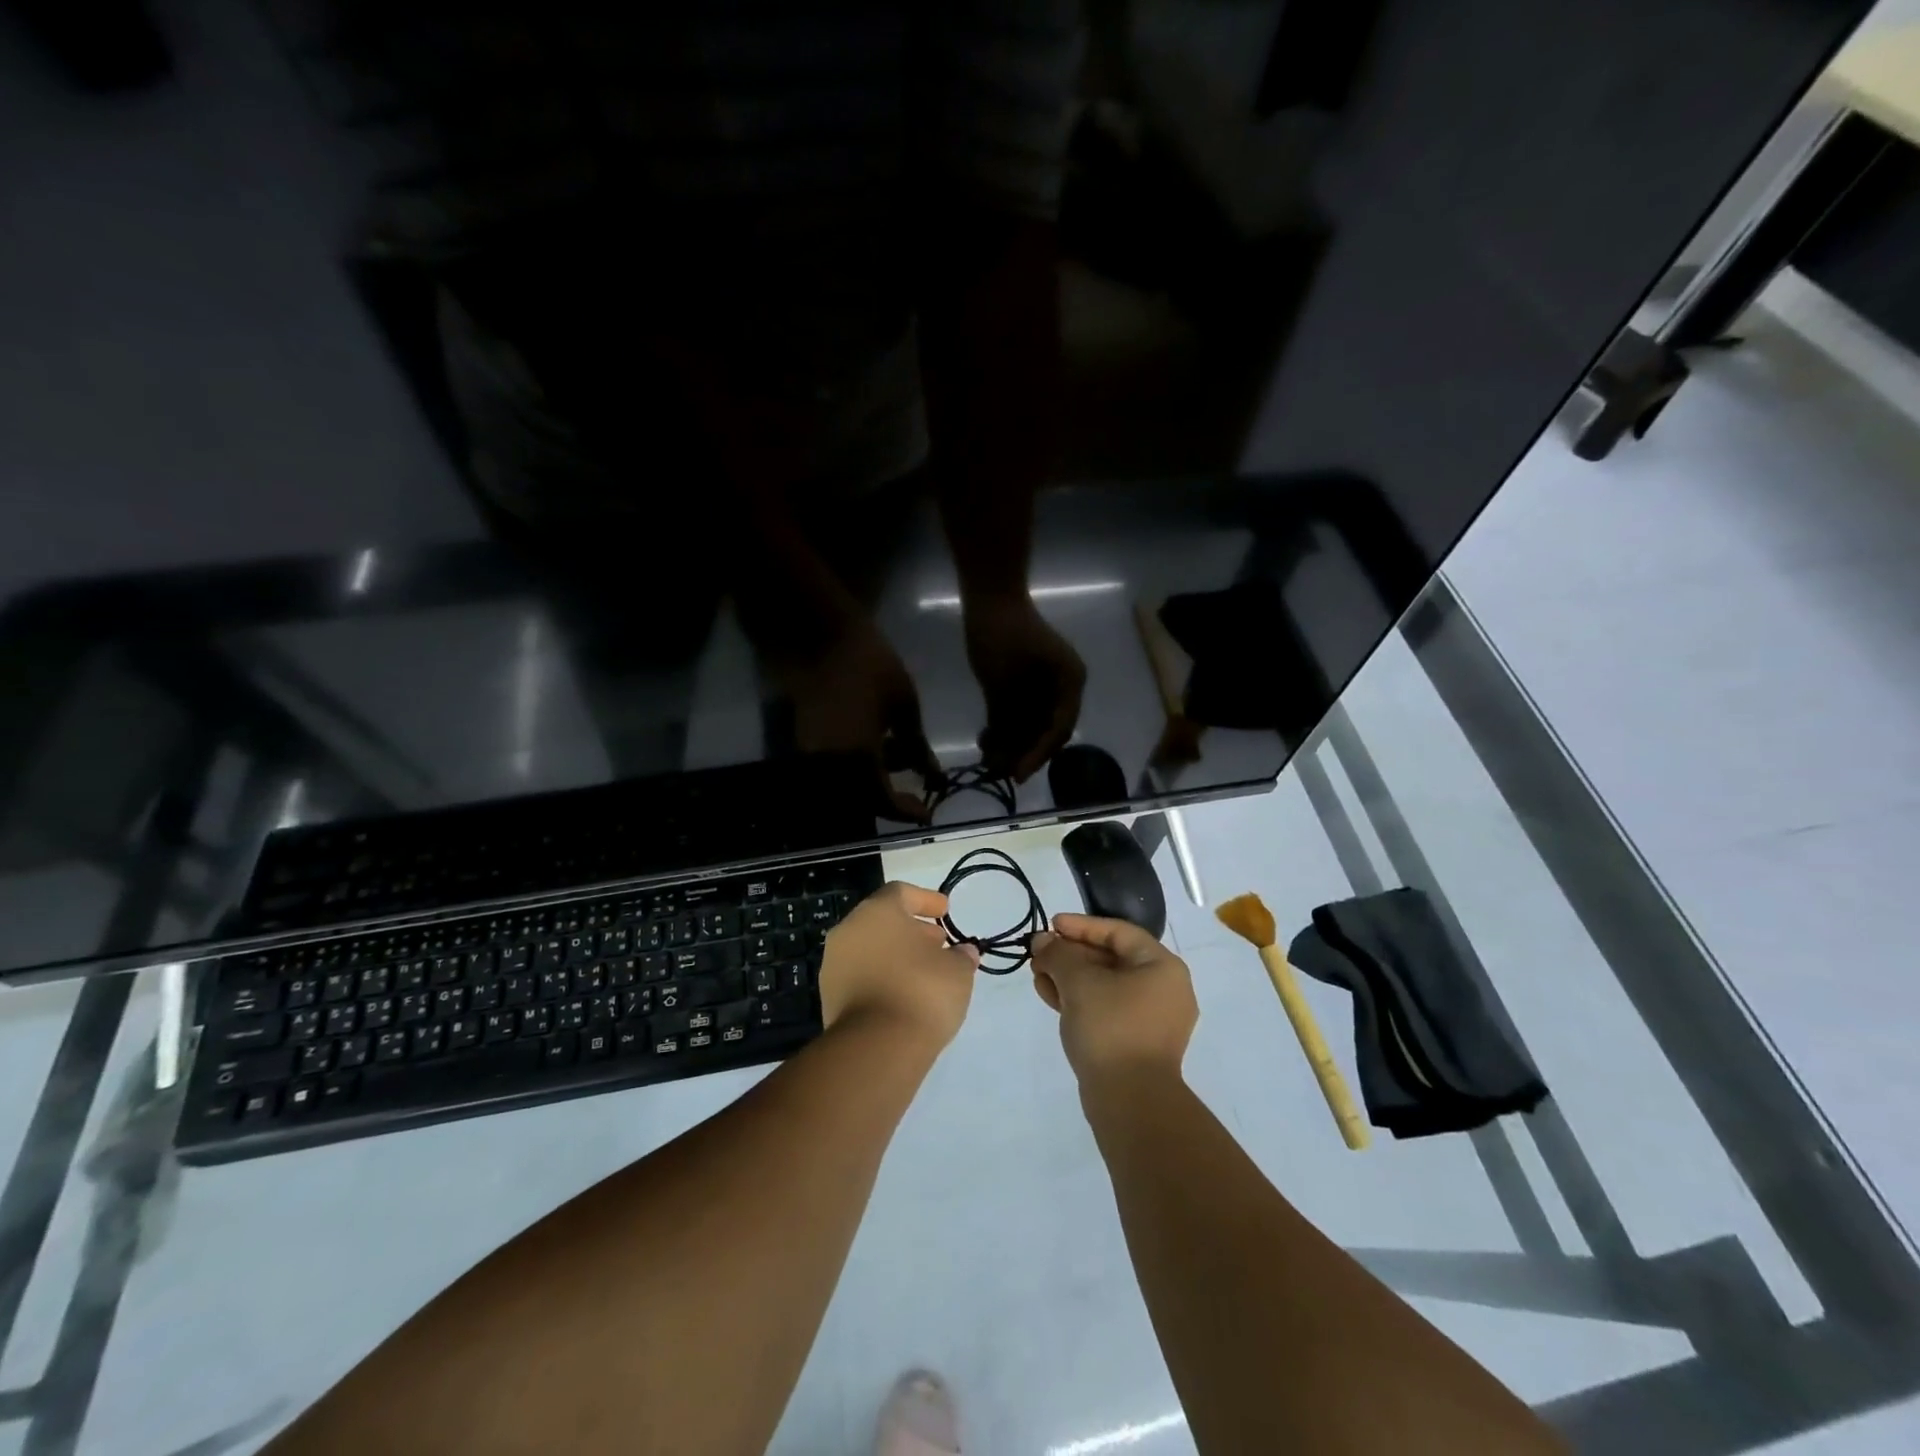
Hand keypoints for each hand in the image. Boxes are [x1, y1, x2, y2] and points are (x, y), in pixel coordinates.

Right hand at [781, 616, 938, 821]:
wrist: (820, 636)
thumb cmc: (870, 664)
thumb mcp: (904, 705)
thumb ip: (917, 746)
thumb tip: (931, 775)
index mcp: (858, 760)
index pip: (884, 802)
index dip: (907, 812)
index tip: (927, 814)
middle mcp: (830, 767)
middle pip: (861, 803)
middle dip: (889, 802)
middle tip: (913, 794)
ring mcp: (813, 757)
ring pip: (845, 790)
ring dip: (872, 786)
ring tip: (897, 760)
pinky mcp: (804, 744)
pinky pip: (832, 773)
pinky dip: (855, 772)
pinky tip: (875, 750)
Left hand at [820, 882, 980, 1050]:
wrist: (876, 1048)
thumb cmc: (922, 991)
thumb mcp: (957, 970)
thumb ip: (961, 955)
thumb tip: (963, 953)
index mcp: (877, 911)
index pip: (900, 892)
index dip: (926, 900)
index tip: (945, 912)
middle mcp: (849, 930)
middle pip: (882, 920)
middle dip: (912, 930)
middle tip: (938, 944)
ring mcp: (834, 965)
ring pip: (869, 949)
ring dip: (896, 955)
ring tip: (925, 973)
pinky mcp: (829, 998)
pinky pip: (861, 976)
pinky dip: (882, 978)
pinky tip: (905, 995)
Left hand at [963, 593, 1085, 782]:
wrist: (989, 598)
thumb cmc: (1003, 634)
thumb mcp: (1005, 680)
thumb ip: (1008, 718)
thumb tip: (1005, 756)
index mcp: (1070, 683)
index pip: (1059, 729)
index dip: (1039, 755)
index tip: (1018, 774)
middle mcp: (1060, 689)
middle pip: (1045, 731)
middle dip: (1021, 752)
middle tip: (999, 771)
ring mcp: (1040, 687)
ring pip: (1028, 726)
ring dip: (1009, 742)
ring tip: (987, 756)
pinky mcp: (1019, 686)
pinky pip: (1015, 715)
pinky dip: (1001, 728)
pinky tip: (985, 739)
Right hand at [1030, 913, 1196, 1086]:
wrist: (1131, 1102)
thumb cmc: (1111, 1028)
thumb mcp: (1079, 982)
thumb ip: (1058, 954)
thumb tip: (1043, 941)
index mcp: (1162, 967)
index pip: (1118, 932)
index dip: (1081, 925)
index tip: (1051, 924)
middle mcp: (1164, 989)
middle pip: (1111, 958)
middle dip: (1071, 954)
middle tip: (1038, 952)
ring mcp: (1152, 1019)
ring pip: (1105, 985)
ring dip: (1070, 977)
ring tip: (1037, 974)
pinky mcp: (1137, 1043)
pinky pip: (1106, 1008)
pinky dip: (1080, 999)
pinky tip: (1049, 996)